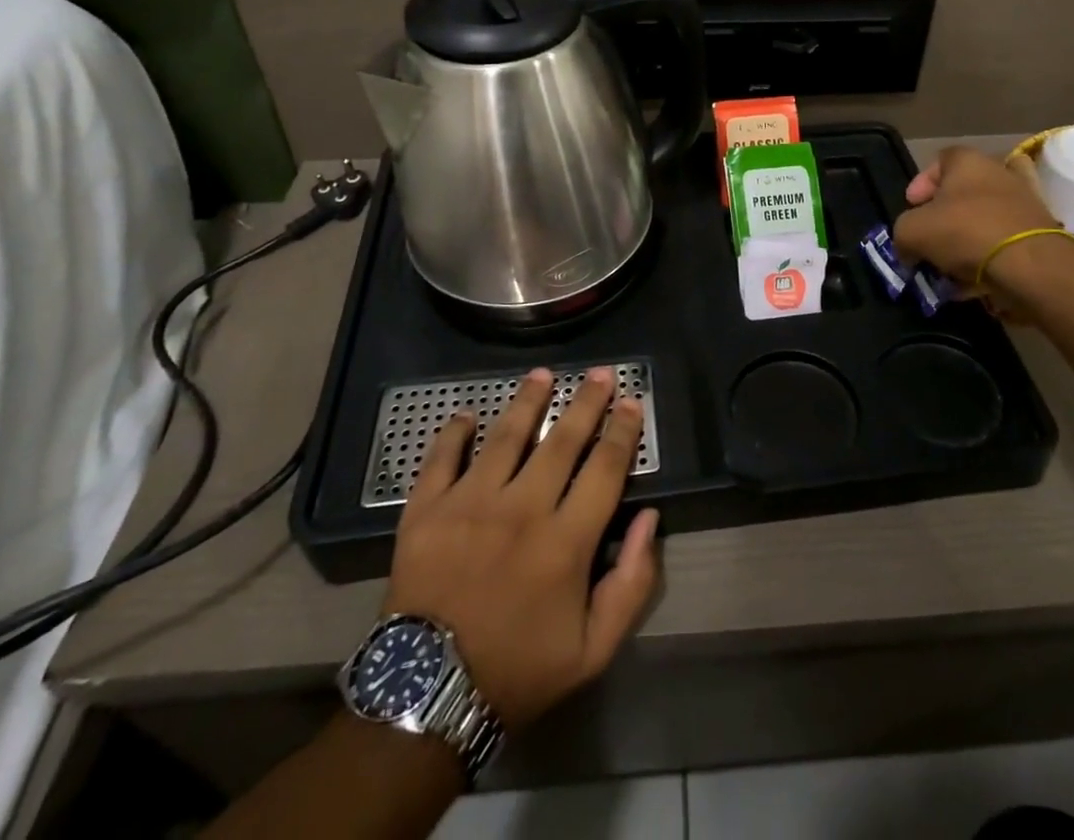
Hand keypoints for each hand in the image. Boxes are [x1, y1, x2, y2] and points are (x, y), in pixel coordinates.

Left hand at [385, 366, 660, 730]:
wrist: (427, 700)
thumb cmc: (518, 671)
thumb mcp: (592, 650)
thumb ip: (630, 584)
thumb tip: (648, 518)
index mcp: (565, 541)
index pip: (605, 469)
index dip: (622, 431)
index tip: (631, 402)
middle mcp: (521, 509)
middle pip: (562, 441)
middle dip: (586, 403)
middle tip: (599, 373)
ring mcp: (469, 505)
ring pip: (505, 436)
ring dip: (527, 401)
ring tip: (542, 374)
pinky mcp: (425, 512)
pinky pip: (440, 459)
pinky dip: (453, 433)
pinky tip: (466, 414)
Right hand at [893, 146, 1059, 292]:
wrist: (1030, 264)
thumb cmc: (965, 232)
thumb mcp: (912, 231)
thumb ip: (903, 234)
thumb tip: (908, 248)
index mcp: (968, 161)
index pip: (939, 161)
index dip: (921, 184)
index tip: (912, 207)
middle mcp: (1000, 173)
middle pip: (964, 191)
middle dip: (944, 216)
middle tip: (930, 238)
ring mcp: (1025, 202)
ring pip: (987, 217)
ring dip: (966, 240)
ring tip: (950, 266)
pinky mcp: (1041, 232)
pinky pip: (1005, 242)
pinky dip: (989, 258)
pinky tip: (972, 281)